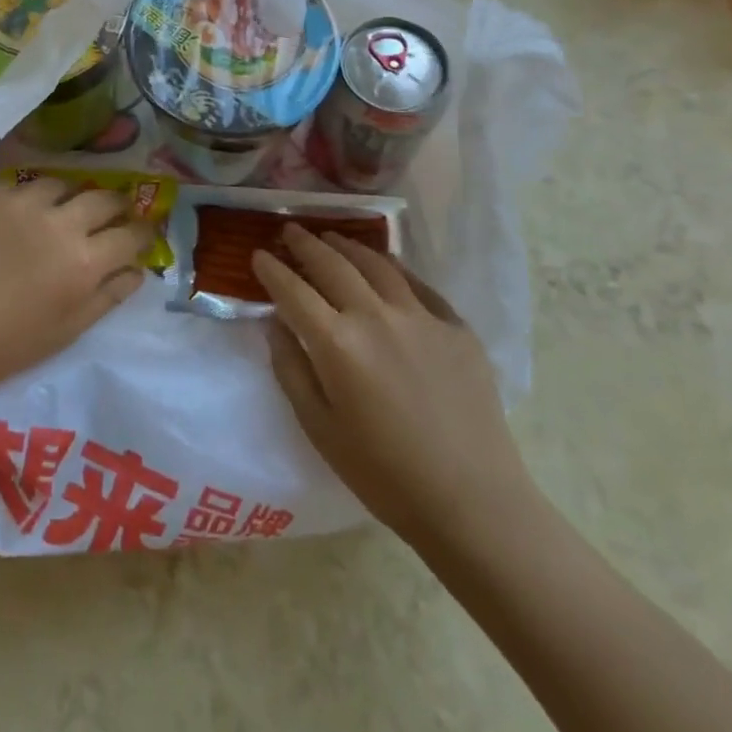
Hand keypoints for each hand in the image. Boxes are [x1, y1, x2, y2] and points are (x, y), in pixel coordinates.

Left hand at [0, 177, 151, 408]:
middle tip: (110, 215)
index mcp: (83, 261)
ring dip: (68, 198)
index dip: (142, 233)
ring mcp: (18, 201)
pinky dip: (23, 202)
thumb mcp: (64, 332)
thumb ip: (107, 297)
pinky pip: (16, 187)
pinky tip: (11, 221)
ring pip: (60, 184)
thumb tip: (136, 271)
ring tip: (58, 213)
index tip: (140, 234)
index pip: (131, 233)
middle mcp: (57, 221)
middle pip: (103, 197)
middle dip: (115, 206)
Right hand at [252, 225, 534, 551]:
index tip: (258, 255)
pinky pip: (416, 284)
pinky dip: (392, 268)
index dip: (271, 269)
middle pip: (332, 264)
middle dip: (305, 244)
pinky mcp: (456, 326)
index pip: (293, 290)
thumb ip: (291, 368)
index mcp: (338, 344)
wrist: (473, 501)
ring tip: (331, 237)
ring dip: (347, 245)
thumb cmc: (384, 474)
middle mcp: (376, 316)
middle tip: (290, 230)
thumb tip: (275, 323)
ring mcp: (421, 316)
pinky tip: (384, 267)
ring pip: (376, 263)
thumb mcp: (319, 428)